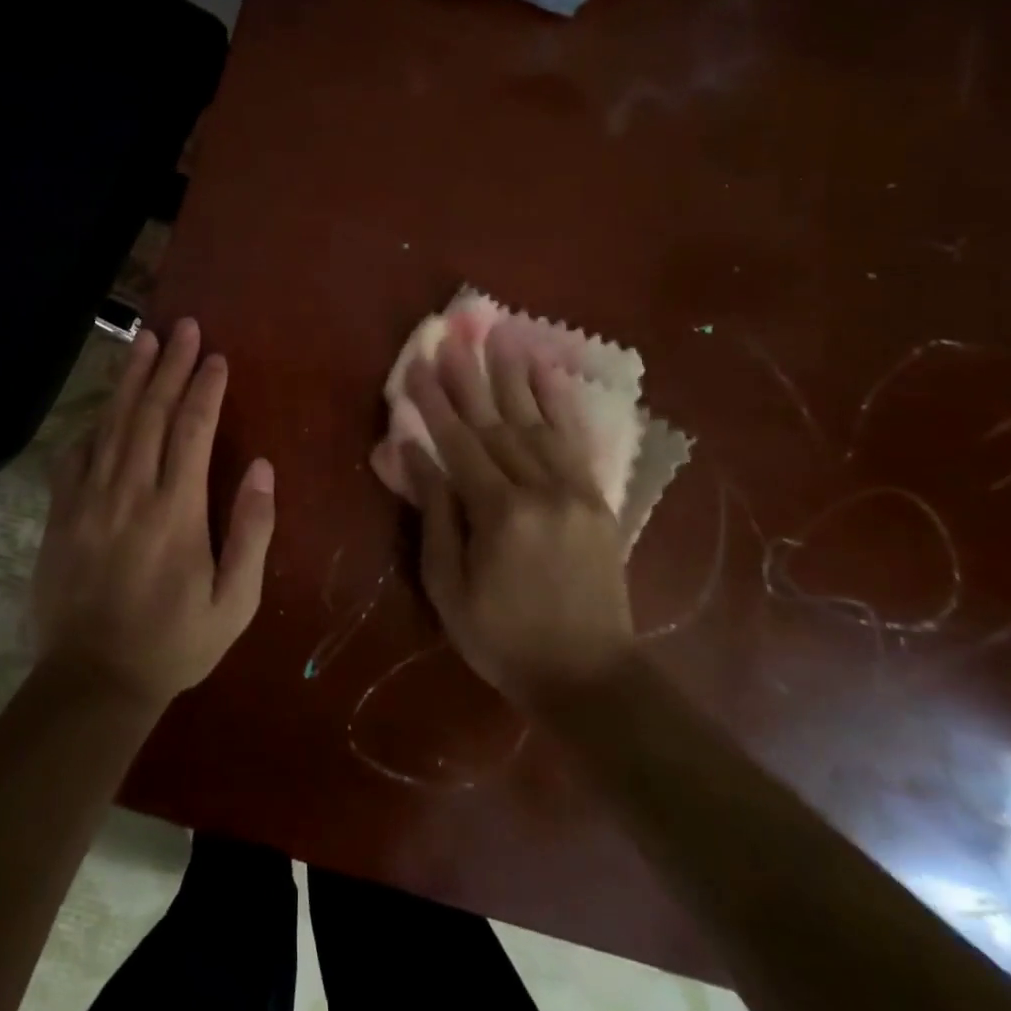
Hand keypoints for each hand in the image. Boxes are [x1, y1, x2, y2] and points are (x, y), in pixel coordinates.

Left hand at [32, 319, 275, 708]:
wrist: (93, 681)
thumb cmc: (174, 642)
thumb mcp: (235, 601)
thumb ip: (251, 531)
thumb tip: (261, 468)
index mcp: (176, 511)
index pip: (193, 430)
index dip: (205, 388)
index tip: (216, 357)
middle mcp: (130, 492)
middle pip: (151, 412)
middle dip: (169, 365)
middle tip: (182, 327)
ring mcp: (89, 499)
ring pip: (112, 423)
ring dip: (130, 377)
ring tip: (143, 339)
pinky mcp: (61, 513)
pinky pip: (76, 455)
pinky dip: (93, 424)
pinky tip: (104, 405)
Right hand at [402, 328, 634, 710]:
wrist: (588, 675)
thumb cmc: (502, 637)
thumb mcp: (449, 587)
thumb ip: (435, 514)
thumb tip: (414, 454)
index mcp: (499, 514)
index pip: (458, 443)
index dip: (434, 402)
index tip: (417, 364)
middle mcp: (539, 490)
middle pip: (496, 423)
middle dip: (469, 377)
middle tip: (451, 336)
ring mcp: (574, 491)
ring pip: (536, 421)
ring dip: (513, 376)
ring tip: (497, 335)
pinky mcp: (595, 498)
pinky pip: (574, 440)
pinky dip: (558, 402)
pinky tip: (545, 373)